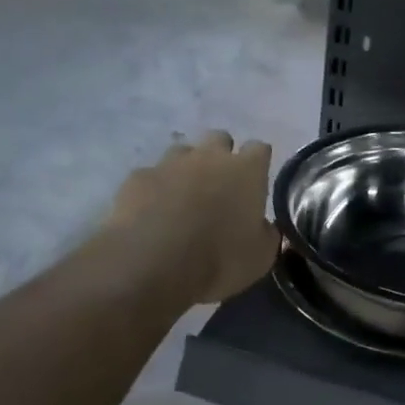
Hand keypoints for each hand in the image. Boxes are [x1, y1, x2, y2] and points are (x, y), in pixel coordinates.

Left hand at [99, 131, 278, 304]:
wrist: (150, 265)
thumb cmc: (218, 260)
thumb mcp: (260, 257)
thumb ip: (267, 233)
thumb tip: (265, 226)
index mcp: (246, 171)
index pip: (260, 149)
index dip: (258, 164)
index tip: (255, 182)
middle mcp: (209, 157)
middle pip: (219, 138)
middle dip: (221, 156)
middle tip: (219, 186)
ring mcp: (170, 163)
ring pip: (182, 151)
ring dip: (186, 168)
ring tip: (183, 197)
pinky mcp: (137, 178)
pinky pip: (151, 175)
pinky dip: (154, 188)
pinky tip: (151, 212)